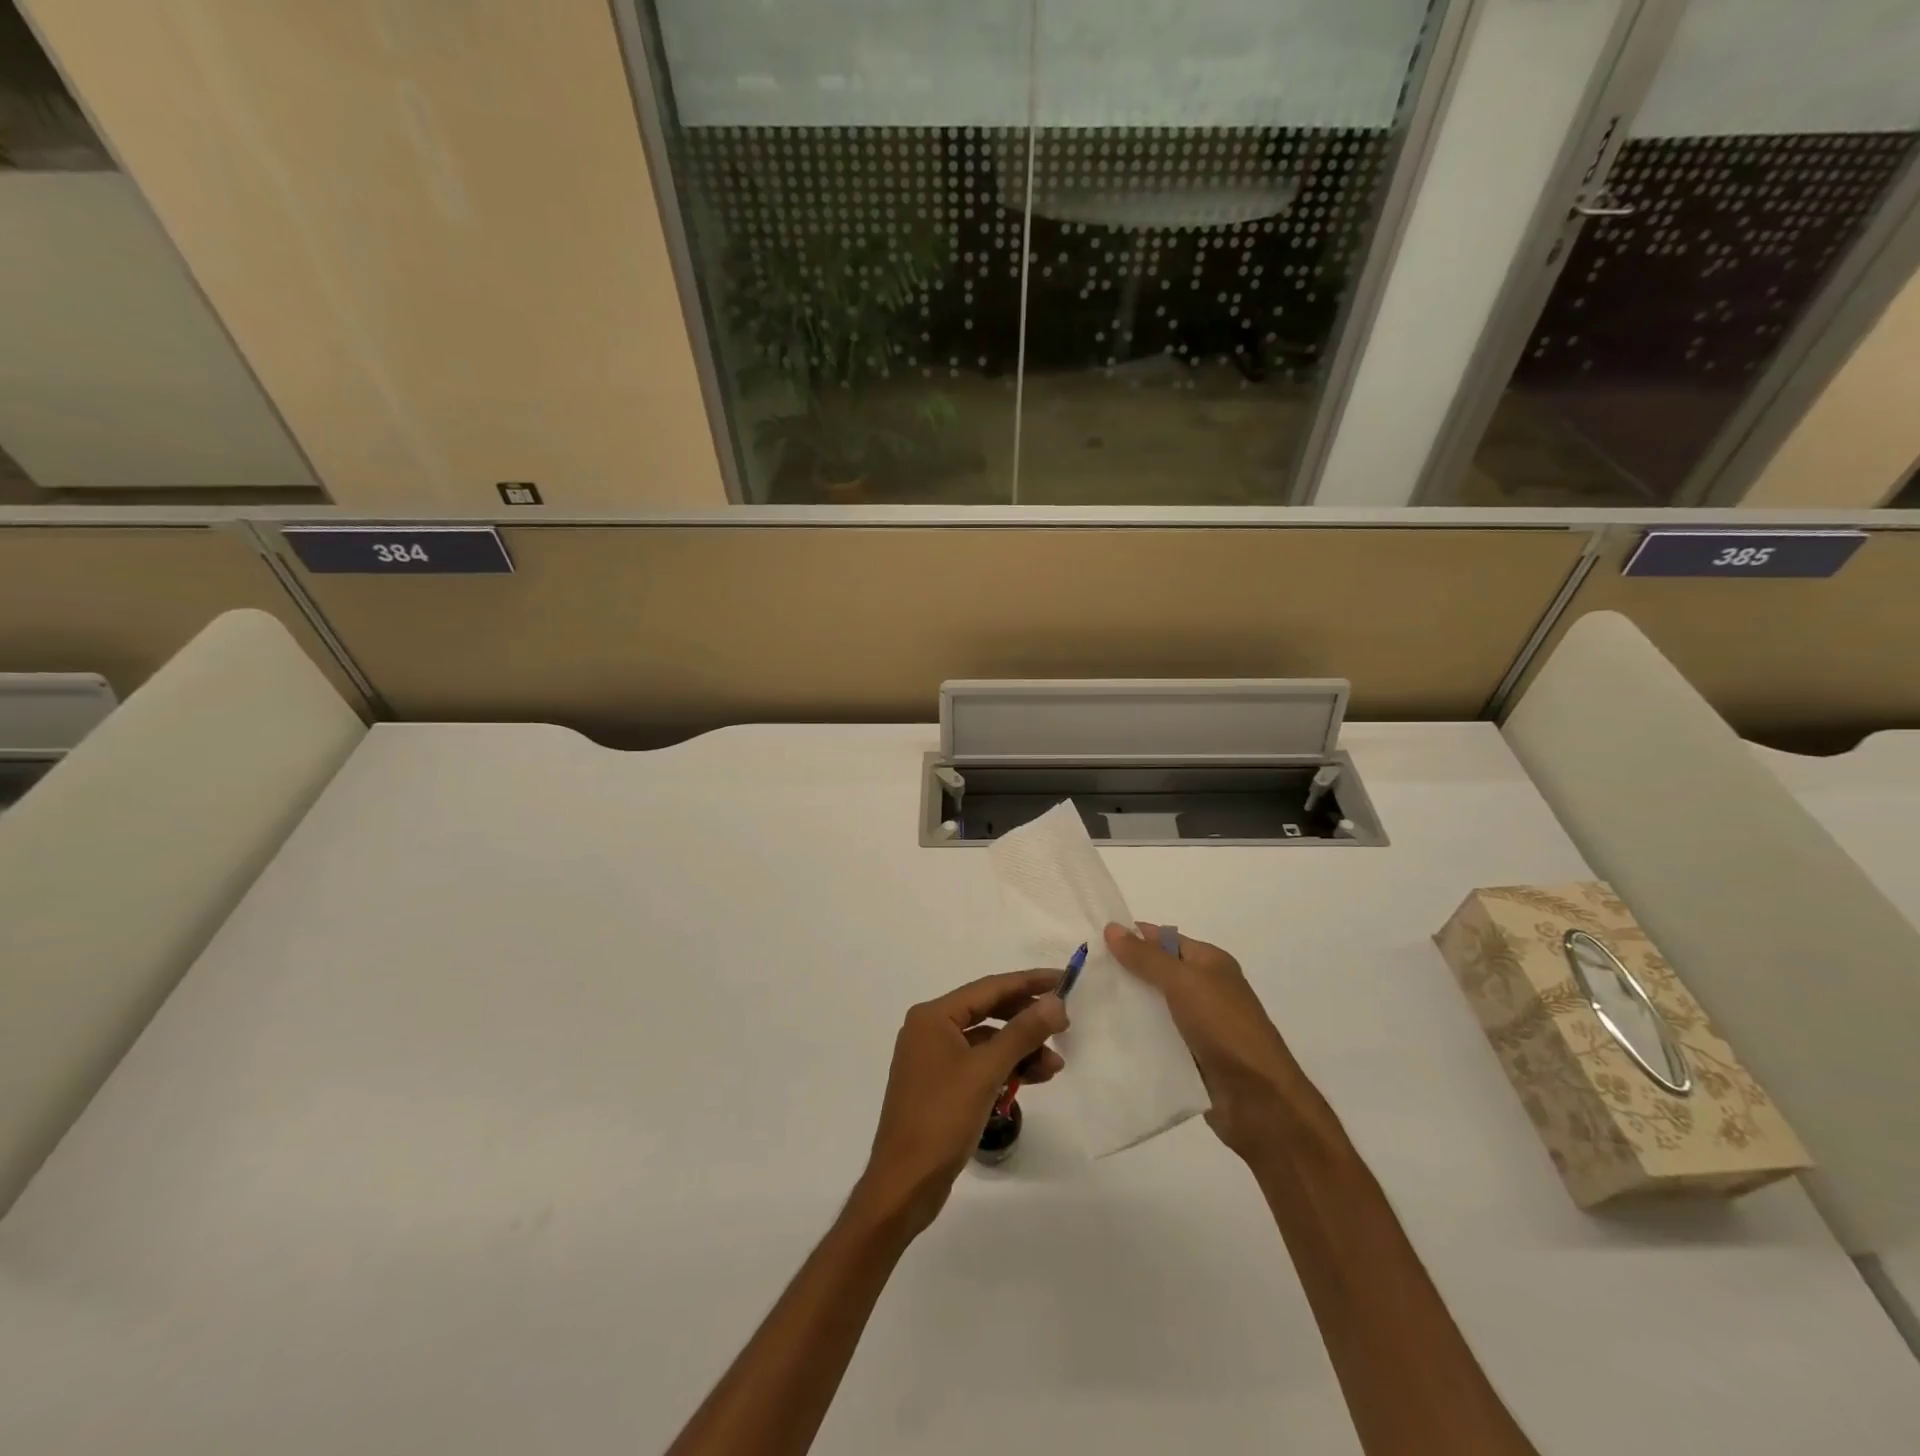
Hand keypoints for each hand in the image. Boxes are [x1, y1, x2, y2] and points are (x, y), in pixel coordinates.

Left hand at [856, 970, 1067, 1235]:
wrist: (904, 1184)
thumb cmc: (941, 1118)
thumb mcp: (986, 1072)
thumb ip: (1022, 1033)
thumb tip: (1055, 1003)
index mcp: (933, 1017)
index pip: (989, 988)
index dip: (1029, 983)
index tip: (1063, 980)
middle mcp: (930, 1030)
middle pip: (988, 1012)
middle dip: (1027, 1019)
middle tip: (1064, 1026)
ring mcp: (934, 1059)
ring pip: (987, 1042)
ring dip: (1021, 1050)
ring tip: (1055, 1065)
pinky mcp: (941, 1086)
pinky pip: (980, 1064)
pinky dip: (1006, 1069)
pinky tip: (1034, 1079)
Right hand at [1103, 922, 1304, 1159]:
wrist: (1259, 1101)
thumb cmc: (1224, 1028)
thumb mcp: (1183, 982)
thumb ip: (1146, 957)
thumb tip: (1112, 927)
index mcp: (1210, 963)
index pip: (1163, 939)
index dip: (1130, 937)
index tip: (1090, 942)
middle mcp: (1205, 988)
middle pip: (1156, 972)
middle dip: (1123, 972)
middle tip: (1079, 974)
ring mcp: (1198, 1025)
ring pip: (1153, 1007)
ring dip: (1126, 1006)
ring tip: (1082, 1004)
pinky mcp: (1190, 1056)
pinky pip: (1156, 1038)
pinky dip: (1135, 1036)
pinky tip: (1105, 1037)